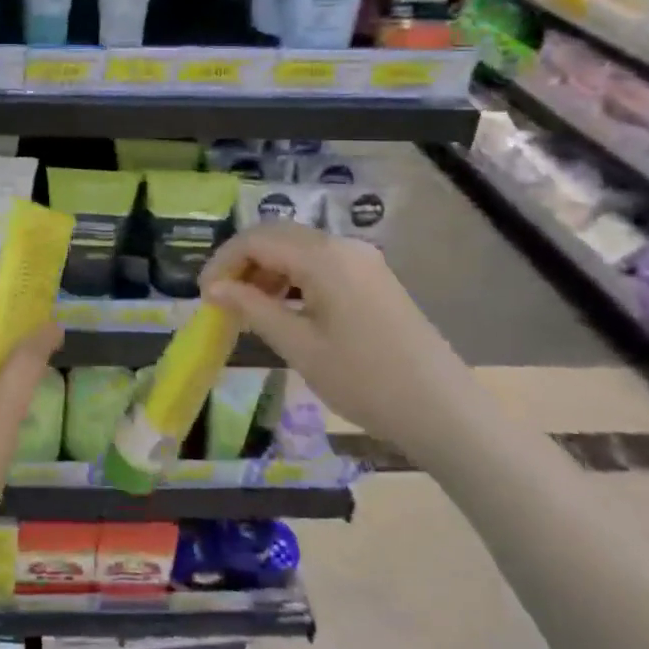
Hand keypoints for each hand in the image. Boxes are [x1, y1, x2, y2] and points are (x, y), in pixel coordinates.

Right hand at [200, 222, 472, 452]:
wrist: (445, 412)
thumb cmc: (365, 381)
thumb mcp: (300, 346)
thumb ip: (253, 308)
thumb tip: (213, 288)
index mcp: (323, 257)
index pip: (256, 240)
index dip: (223, 262)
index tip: (204, 295)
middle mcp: (343, 246)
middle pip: (277, 235)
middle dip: (242, 262)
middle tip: (221, 298)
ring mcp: (363, 260)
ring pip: (298, 247)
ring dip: (267, 269)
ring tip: (249, 307)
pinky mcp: (374, 278)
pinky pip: (321, 262)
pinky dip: (293, 277)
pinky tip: (285, 309)